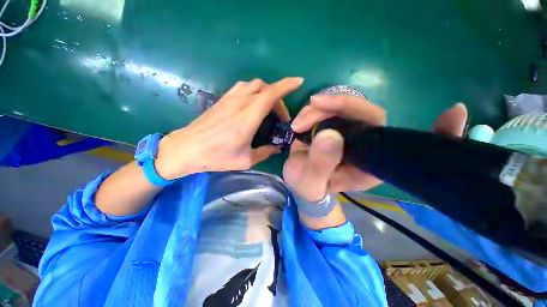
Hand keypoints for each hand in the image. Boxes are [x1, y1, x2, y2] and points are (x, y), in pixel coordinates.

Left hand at [155, 77, 302, 178]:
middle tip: (280, 115)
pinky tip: (253, 104)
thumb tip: (276, 149)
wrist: (187, 148)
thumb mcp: (246, 160)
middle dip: (278, 97)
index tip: (298, 82)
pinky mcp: (222, 99)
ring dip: (266, 92)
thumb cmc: (217, 156)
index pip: (271, 93)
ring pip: (254, 85)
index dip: (287, 85)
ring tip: (268, 108)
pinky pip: (243, 88)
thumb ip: (264, 152)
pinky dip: (253, 91)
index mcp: (248, 117)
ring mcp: (230, 99)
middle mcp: (240, 103)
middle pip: (265, 87)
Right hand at [283, 95, 467, 200]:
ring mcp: (351, 133)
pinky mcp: (336, 126)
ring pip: (344, 108)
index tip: (454, 112)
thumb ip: (320, 165)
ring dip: (319, 109)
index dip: (435, 134)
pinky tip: (301, 120)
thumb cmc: (309, 188)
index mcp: (370, 165)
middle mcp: (367, 145)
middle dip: (337, 105)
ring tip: (298, 124)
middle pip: (367, 113)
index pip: (405, 146)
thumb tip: (329, 135)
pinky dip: (314, 110)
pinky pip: (330, 109)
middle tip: (312, 106)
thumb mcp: (311, 183)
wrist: (301, 182)